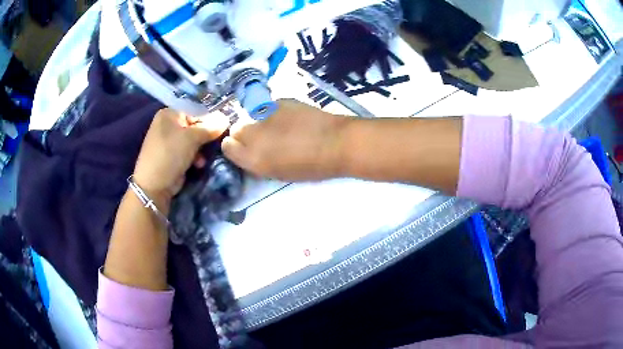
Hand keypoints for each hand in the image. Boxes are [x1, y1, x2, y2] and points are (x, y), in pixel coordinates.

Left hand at [133, 108, 228, 203]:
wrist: (154, 186)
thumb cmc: (170, 155)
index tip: (223, 126)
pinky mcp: (173, 155)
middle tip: (217, 142)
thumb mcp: (191, 138)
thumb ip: (210, 127)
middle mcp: (168, 124)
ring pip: (194, 139)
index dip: (210, 118)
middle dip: (206, 135)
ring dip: (202, 148)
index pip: (195, 109)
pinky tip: (198, 164)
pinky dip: (195, 156)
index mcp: (169, 113)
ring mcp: (170, 140)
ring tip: (204, 157)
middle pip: (195, 124)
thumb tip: (226, 119)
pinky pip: (189, 150)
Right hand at [222, 99, 348, 180]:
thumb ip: (258, 162)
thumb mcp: (279, 173)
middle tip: (261, 139)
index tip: (244, 150)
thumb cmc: (311, 167)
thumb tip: (250, 152)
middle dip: (244, 134)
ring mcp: (266, 114)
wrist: (336, 143)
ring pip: (251, 116)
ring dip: (259, 123)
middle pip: (236, 129)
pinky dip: (274, 114)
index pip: (228, 147)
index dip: (234, 148)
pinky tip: (290, 119)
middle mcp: (253, 133)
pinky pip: (268, 108)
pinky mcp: (280, 101)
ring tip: (277, 128)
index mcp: (252, 157)